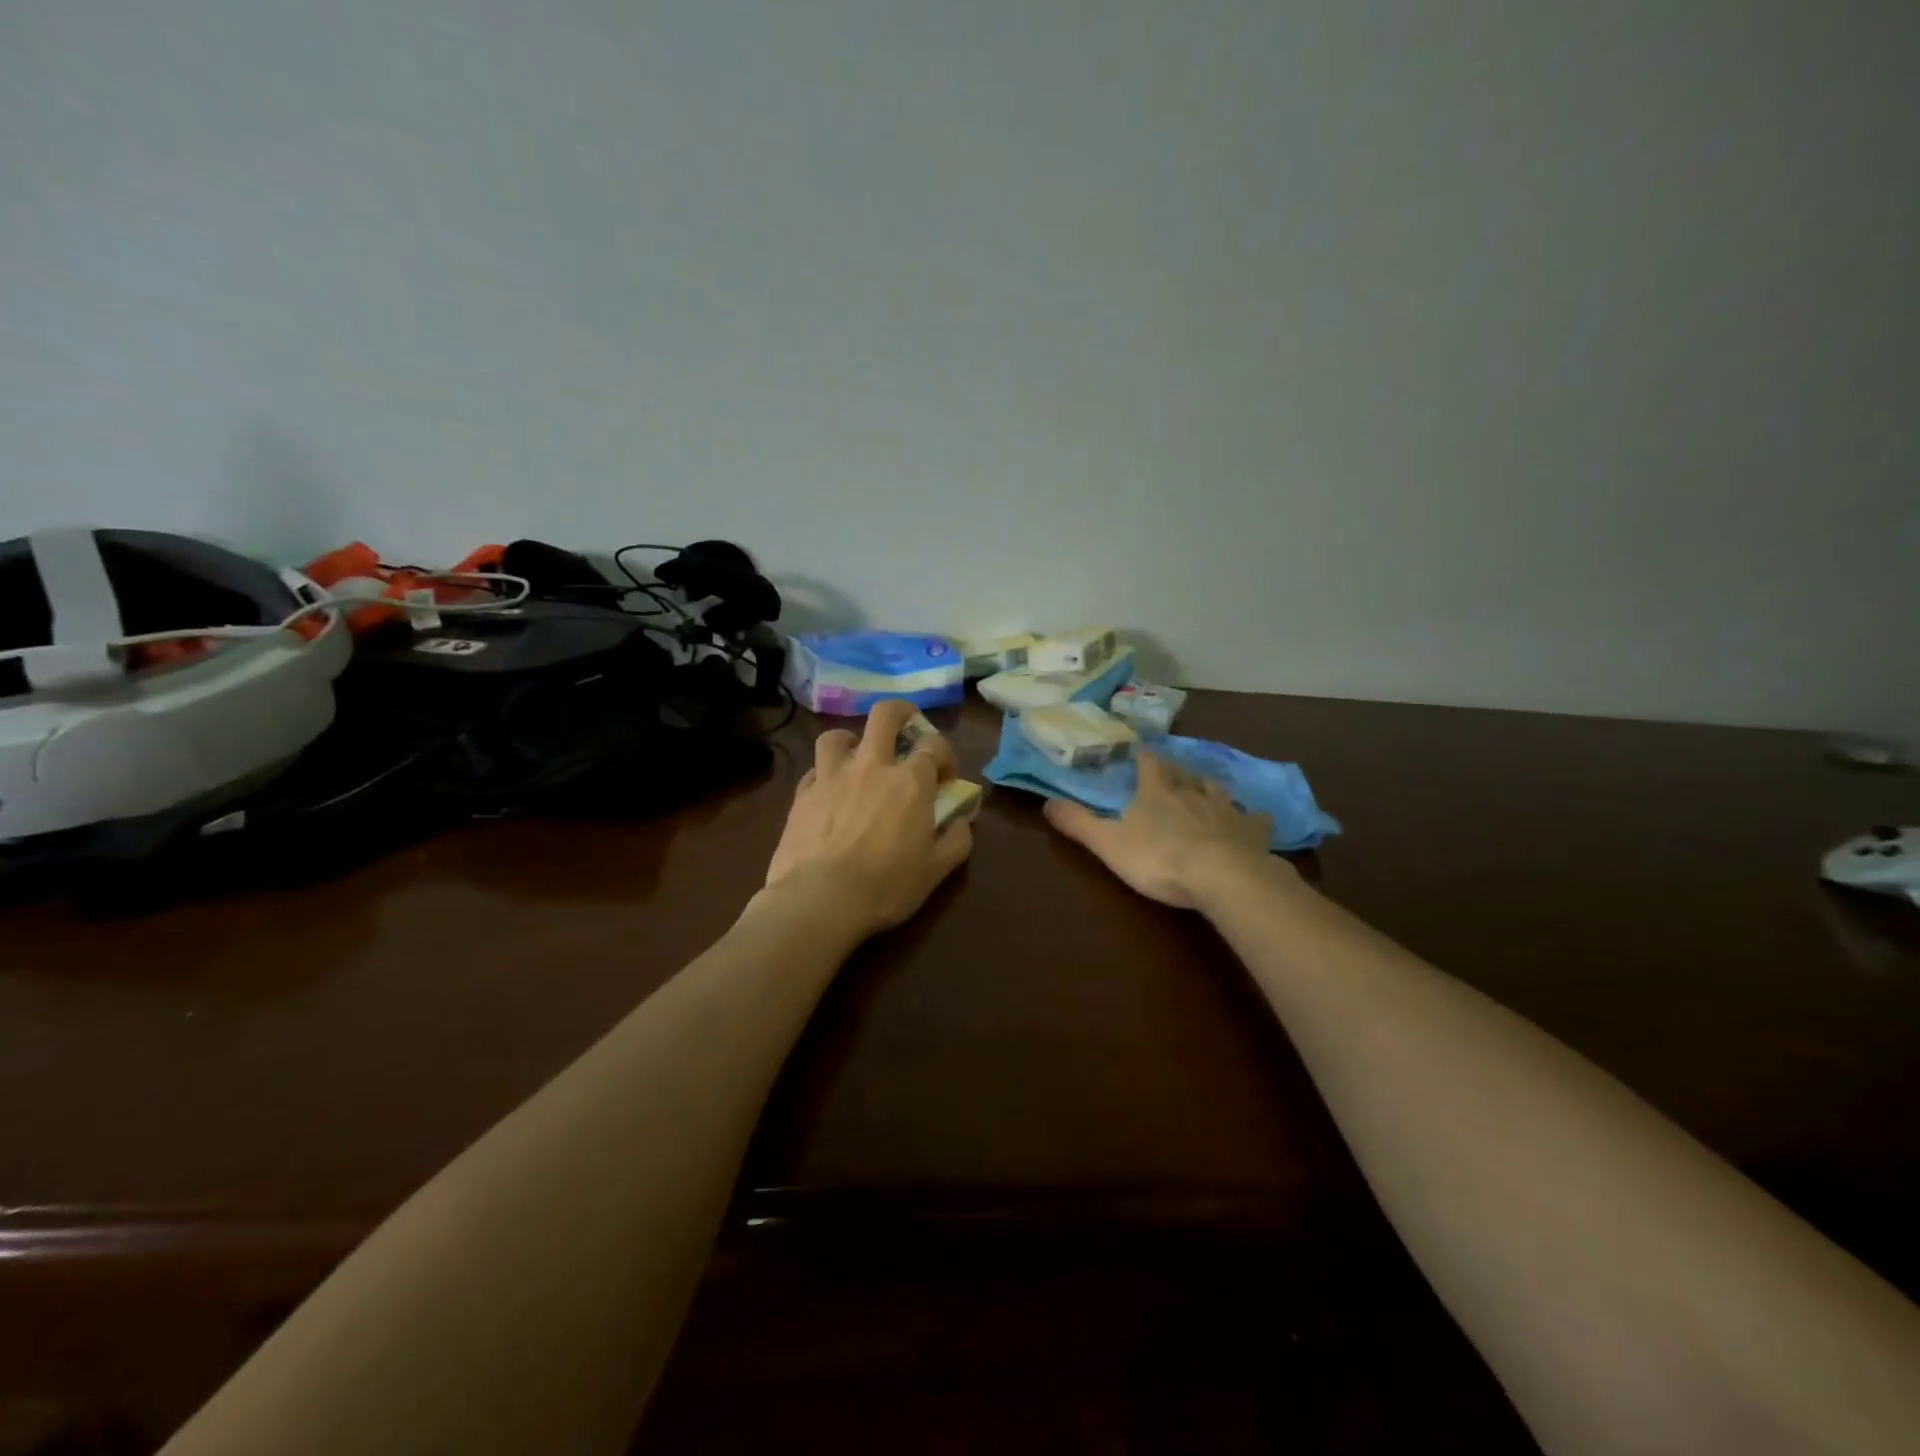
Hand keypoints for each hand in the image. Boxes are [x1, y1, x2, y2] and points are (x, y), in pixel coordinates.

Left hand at [763, 700, 973, 934]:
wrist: (819, 901)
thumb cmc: (885, 886)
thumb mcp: (937, 870)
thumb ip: (957, 839)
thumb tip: (963, 820)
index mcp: (910, 781)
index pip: (934, 745)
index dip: (945, 755)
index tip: (945, 777)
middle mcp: (871, 766)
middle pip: (884, 715)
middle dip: (901, 713)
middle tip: (906, 730)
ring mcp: (831, 776)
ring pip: (838, 735)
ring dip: (852, 741)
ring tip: (857, 758)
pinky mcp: (801, 795)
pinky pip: (813, 770)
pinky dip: (824, 774)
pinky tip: (829, 793)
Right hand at [1043, 750, 1276, 907]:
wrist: (1222, 877)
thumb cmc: (1159, 858)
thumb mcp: (1108, 843)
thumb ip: (1078, 823)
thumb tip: (1047, 802)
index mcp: (1157, 791)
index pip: (1148, 763)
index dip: (1142, 756)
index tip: (1139, 750)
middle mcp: (1192, 792)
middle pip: (1184, 773)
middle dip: (1176, 770)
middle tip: (1172, 771)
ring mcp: (1226, 810)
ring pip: (1217, 790)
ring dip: (1209, 786)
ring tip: (1206, 787)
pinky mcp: (1252, 833)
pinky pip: (1255, 820)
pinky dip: (1253, 818)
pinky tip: (1256, 821)